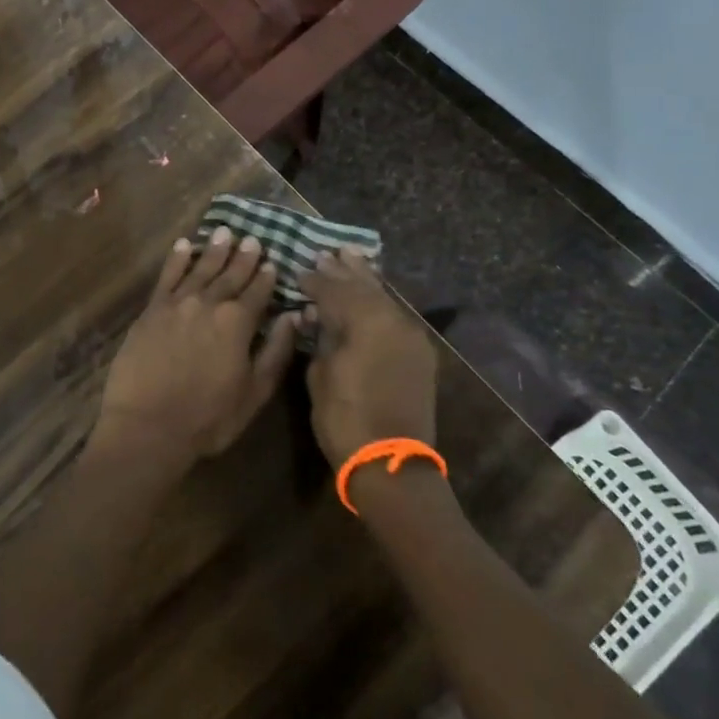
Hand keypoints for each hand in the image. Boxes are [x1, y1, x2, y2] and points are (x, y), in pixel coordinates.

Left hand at [95, 227, 299, 469]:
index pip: (257, 293)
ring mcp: (177, 304)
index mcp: (238, 323)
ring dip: (214, 250)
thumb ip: (276, 351)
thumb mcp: (254, 392)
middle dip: (243, 257)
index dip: (266, 277)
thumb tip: (292, 316)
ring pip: (200, 269)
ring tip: (224, 232)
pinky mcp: (151, 311)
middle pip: (229, 275)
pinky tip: (183, 245)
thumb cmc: (208, 418)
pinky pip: (167, 277)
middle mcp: (208, 304)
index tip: (272, 261)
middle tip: (252, 239)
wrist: (148, 426)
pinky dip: (177, 259)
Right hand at [301, 247, 436, 468]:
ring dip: (366, 281)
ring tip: (351, 259)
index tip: (299, 271)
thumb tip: (316, 317)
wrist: (392, 464)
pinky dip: (380, 303)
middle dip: (344, 271)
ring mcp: (412, 337)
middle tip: (327, 254)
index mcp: (367, 322)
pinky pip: (396, 316)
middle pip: (365, 287)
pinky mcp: (419, 355)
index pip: (335, 290)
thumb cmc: (346, 419)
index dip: (315, 280)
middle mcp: (394, 321)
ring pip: (385, 299)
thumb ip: (321, 338)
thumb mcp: (320, 375)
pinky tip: (371, 296)